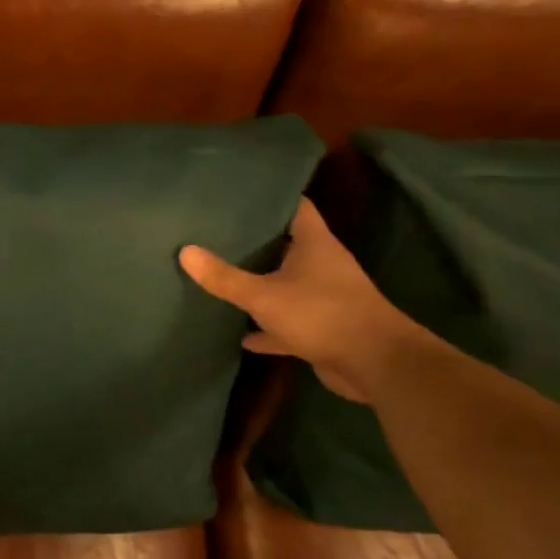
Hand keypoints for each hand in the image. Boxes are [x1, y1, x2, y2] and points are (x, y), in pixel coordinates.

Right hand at [179, 198, 419, 403]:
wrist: (374, 364)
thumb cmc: (321, 314)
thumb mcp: (264, 295)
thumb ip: (224, 277)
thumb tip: (185, 251)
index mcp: (314, 244)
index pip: (295, 207)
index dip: (270, 197)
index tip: (239, 194)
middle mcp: (321, 265)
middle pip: (286, 245)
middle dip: (256, 242)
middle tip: (217, 233)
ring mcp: (322, 298)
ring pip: (284, 285)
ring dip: (260, 285)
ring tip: (222, 277)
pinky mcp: (320, 329)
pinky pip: (285, 322)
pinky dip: (266, 327)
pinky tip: (240, 334)